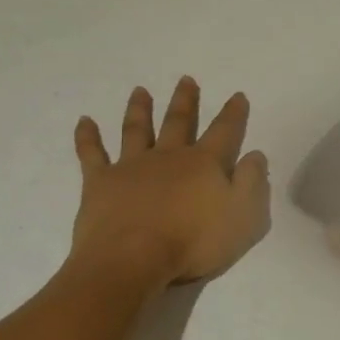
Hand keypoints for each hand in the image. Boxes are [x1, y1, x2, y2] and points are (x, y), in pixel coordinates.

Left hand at [71, 78, 270, 287]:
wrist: (133, 259)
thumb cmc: (194, 242)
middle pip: (179, 122)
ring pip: (137, 129)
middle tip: (186, 79)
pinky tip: (84, 121)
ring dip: (139, 109)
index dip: (233, 113)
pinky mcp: (100, 182)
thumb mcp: (244, 217)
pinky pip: (92, 153)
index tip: (238, 95)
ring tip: (140, 90)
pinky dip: (87, 136)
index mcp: (204, 164)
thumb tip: (255, 154)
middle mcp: (168, 156)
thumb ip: (252, 183)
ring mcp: (131, 166)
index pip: (224, 132)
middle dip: (185, 101)